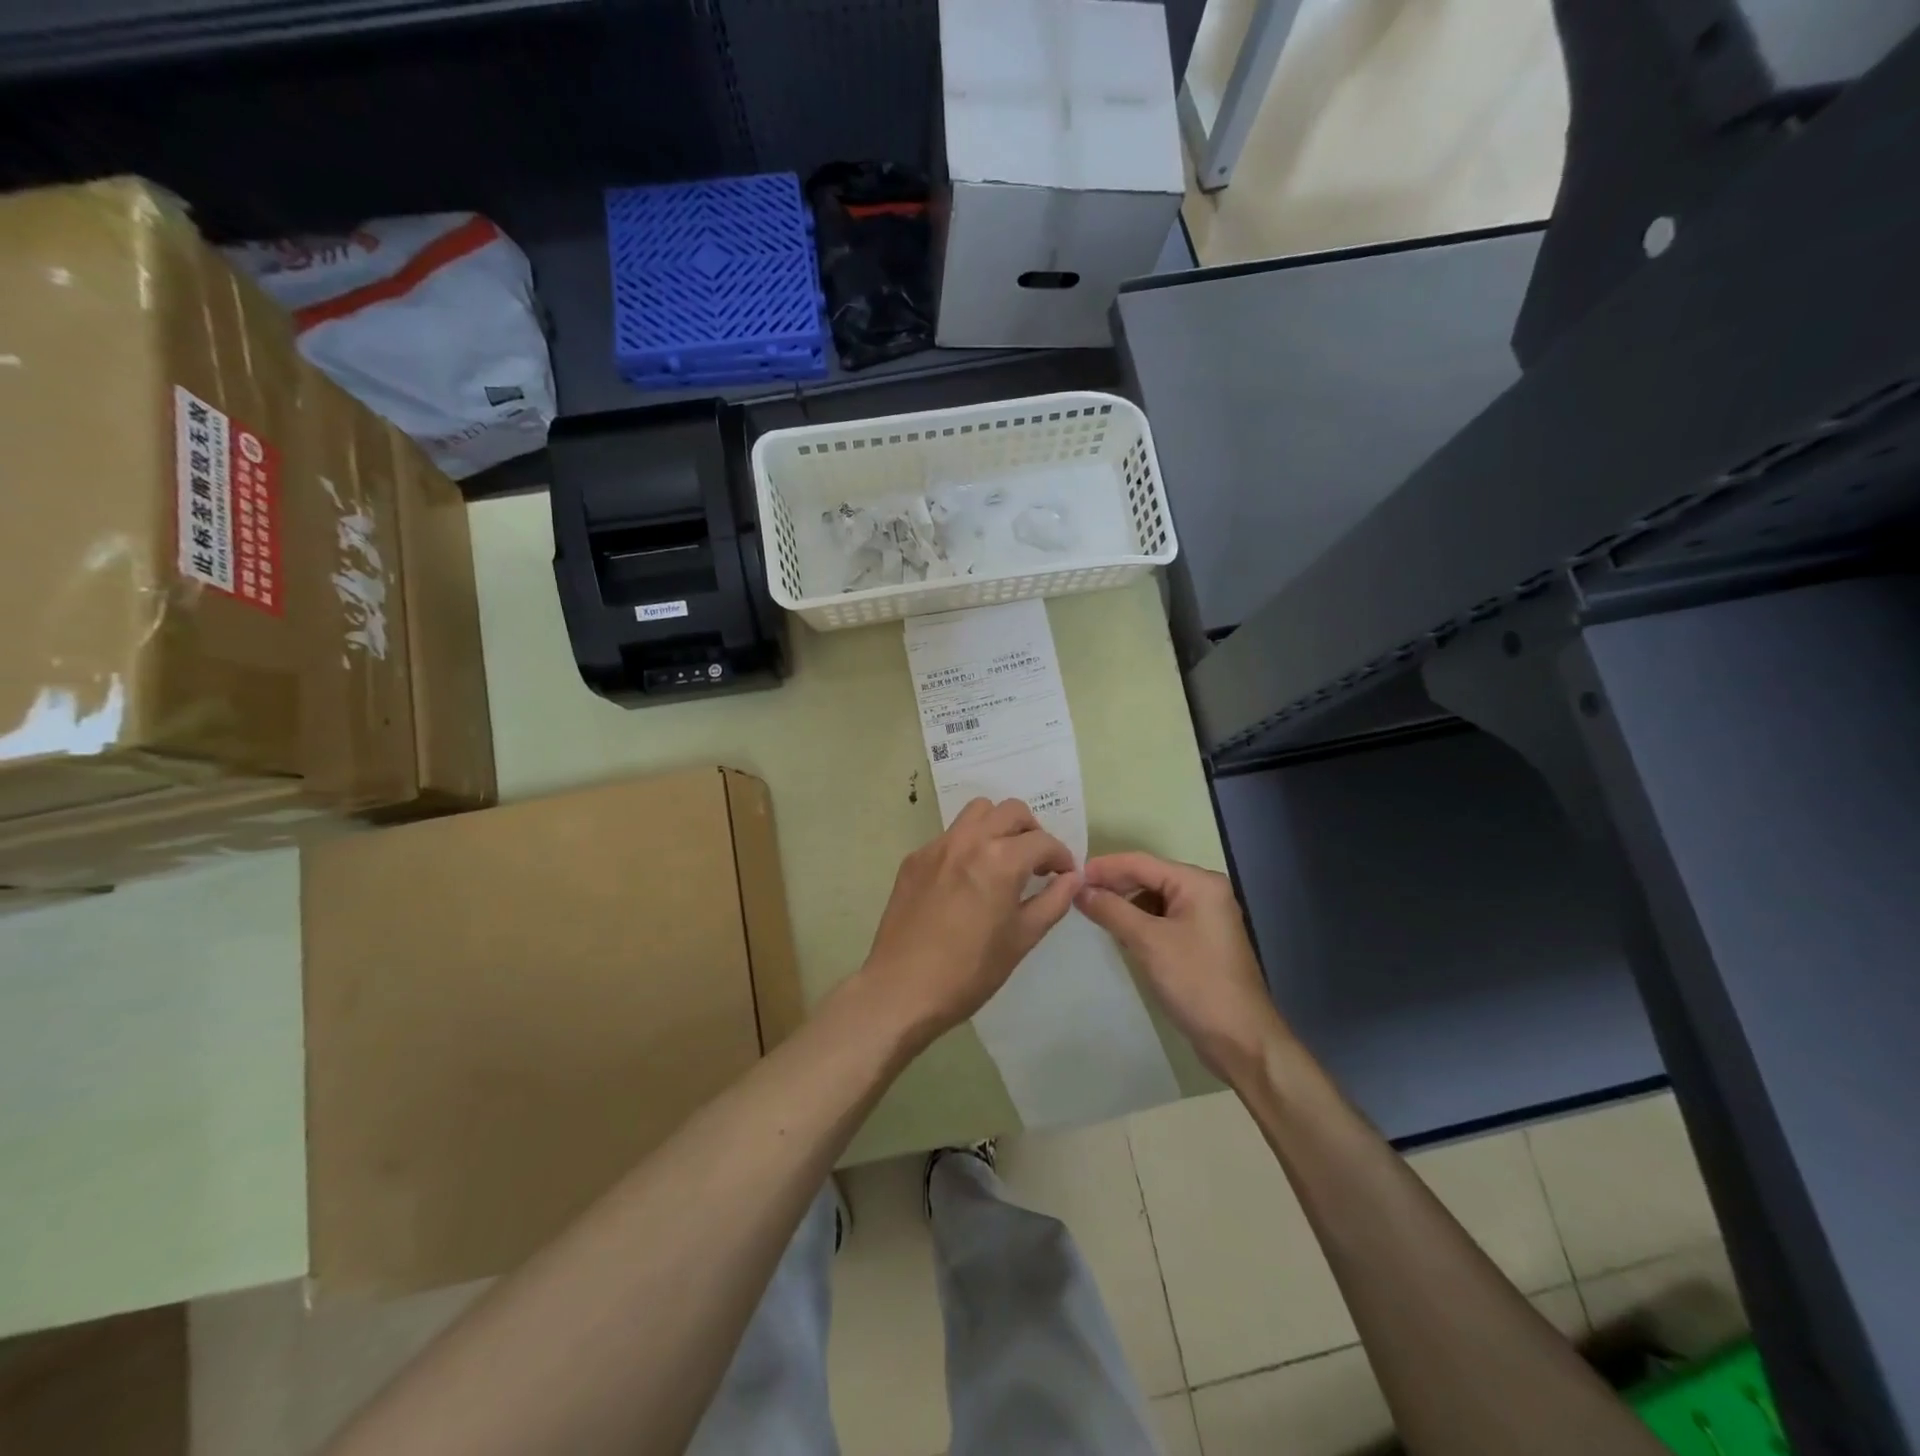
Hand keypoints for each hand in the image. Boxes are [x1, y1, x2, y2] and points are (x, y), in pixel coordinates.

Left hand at [858, 798, 1078, 1044]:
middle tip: (1036, 863)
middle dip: (1031, 832)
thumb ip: (1053, 901)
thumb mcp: (1022, 939)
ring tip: (1002, 860)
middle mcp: (969, 841)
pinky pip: (949, 836)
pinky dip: (967, 845)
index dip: (1061, 857)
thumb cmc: (970, 971)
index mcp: (1000, 860)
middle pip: (1011, 811)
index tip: (1064, 875)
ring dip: (998, 826)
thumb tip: (1073, 878)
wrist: (902, 989)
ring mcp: (937, 846)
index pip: (1043, 842)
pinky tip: (966, 880)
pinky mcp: (914, 859)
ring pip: (977, 812)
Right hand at [1076, 852, 1289, 1082]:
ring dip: (1125, 905)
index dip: (1104, 867)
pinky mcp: (1201, 942)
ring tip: (1093, 914)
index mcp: (1198, 883)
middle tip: (1076, 896)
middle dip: (1114, 885)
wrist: (1242, 1041)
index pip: (1141, 862)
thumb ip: (1112, 910)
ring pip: (1154, 900)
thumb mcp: (1148, 942)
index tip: (1069, 875)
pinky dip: (1140, 923)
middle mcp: (1205, 892)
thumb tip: (1079, 890)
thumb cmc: (1196, 982)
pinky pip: (1163, 920)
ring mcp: (1205, 918)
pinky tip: (1120, 934)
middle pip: (1149, 877)